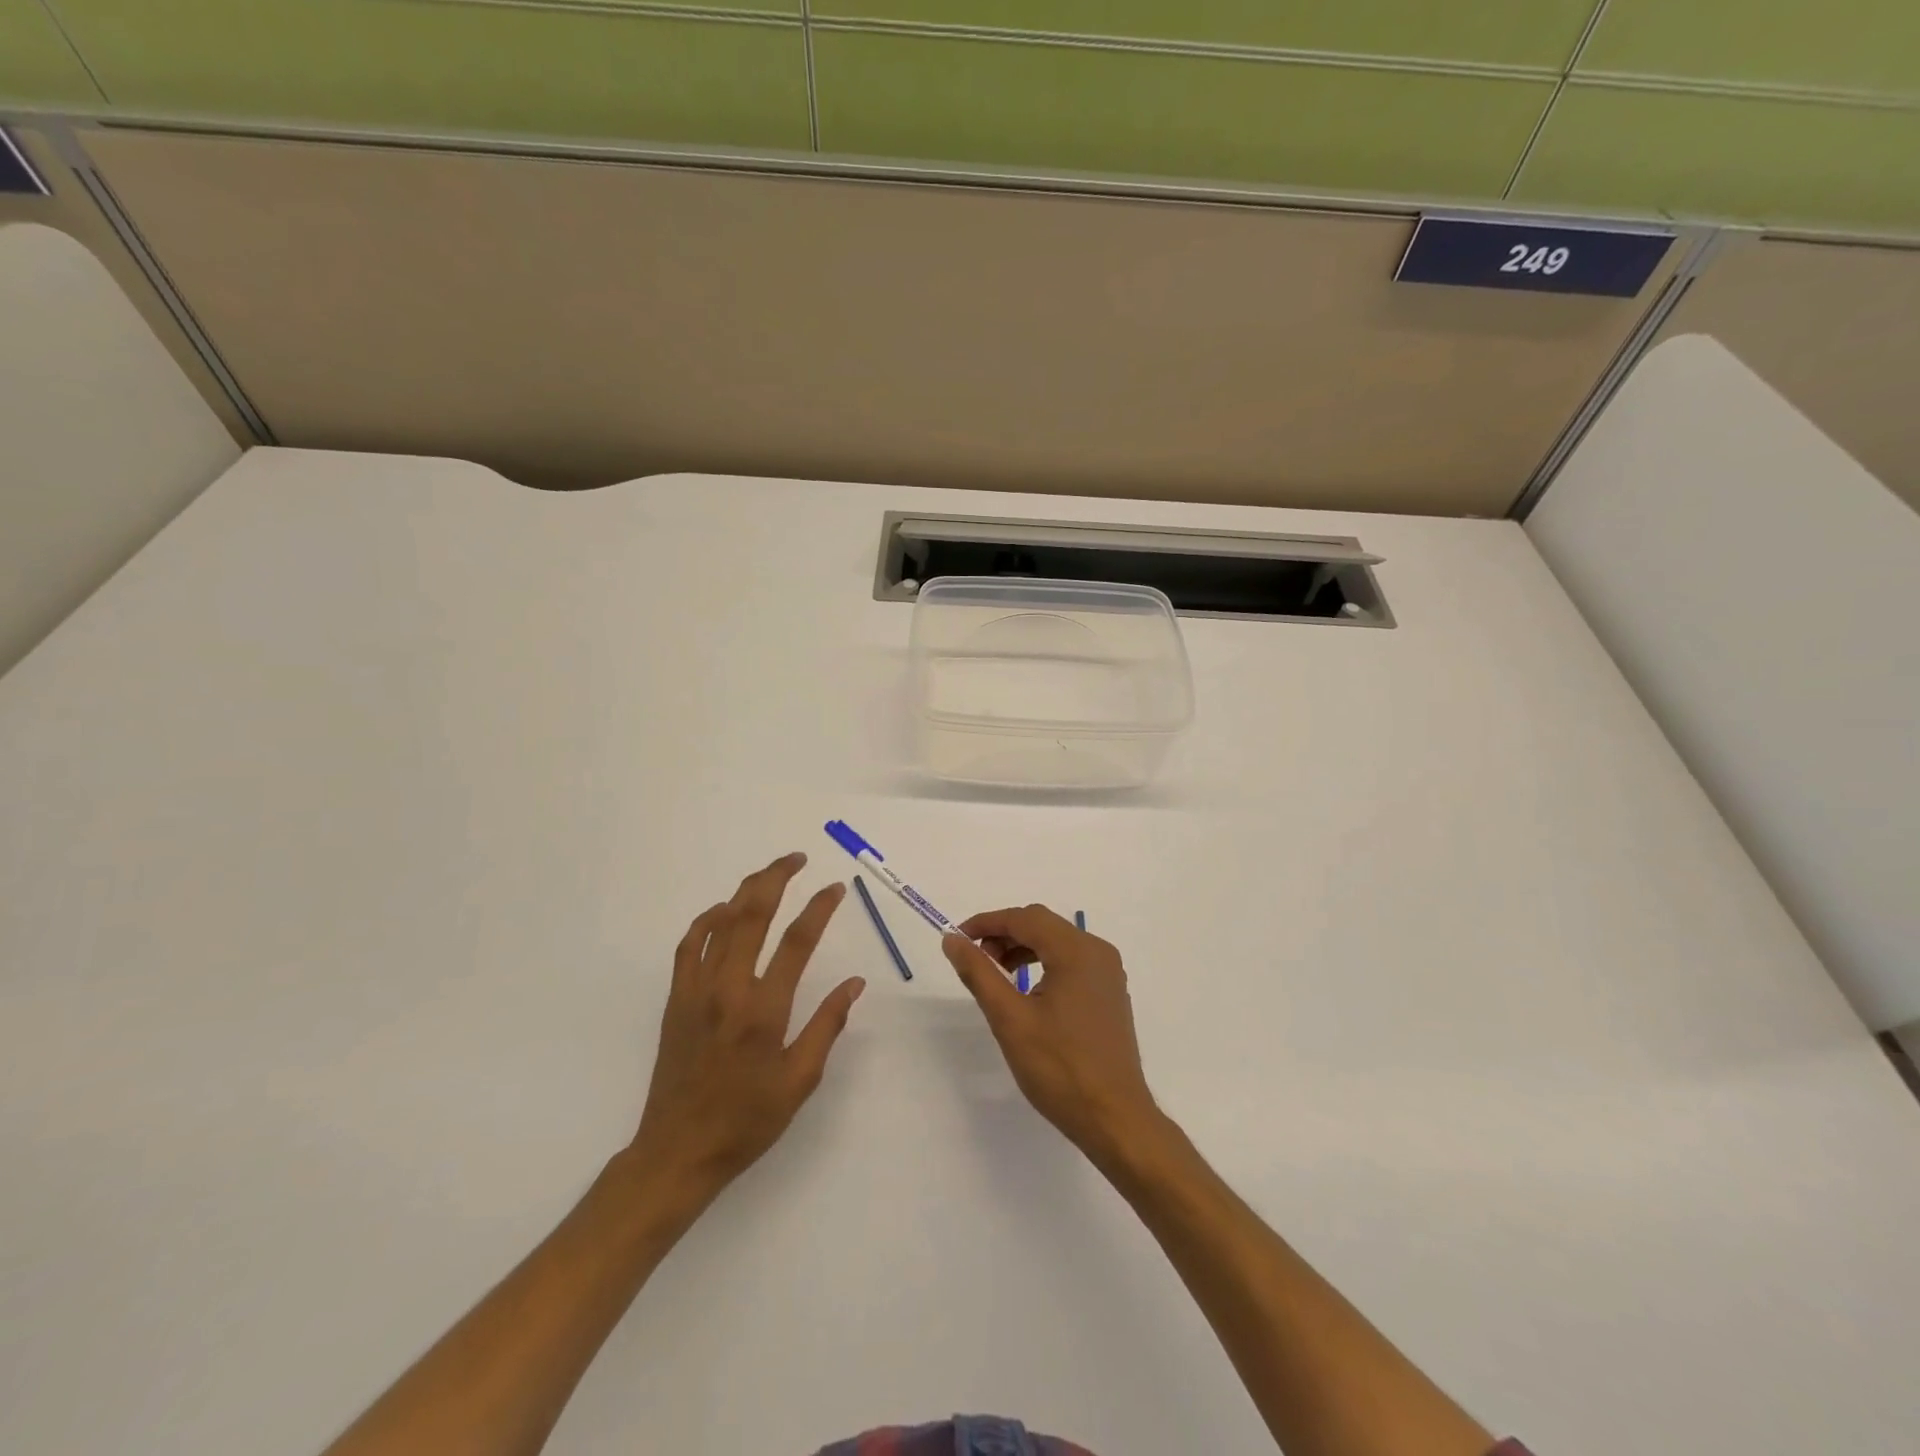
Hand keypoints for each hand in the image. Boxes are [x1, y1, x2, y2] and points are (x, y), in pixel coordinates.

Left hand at [628, 853, 863, 1215]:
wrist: (678, 1152)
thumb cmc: (747, 1121)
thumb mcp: (800, 1081)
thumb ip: (827, 1025)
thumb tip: (854, 983)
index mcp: (764, 1011)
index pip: (797, 942)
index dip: (819, 908)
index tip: (835, 888)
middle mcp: (728, 989)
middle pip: (752, 914)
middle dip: (776, 878)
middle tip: (797, 858)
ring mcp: (696, 991)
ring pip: (720, 922)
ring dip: (745, 890)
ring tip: (768, 874)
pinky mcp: (676, 999)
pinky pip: (690, 945)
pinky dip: (707, 919)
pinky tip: (723, 911)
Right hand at [943, 905, 1161, 1164]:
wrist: (1114, 1119)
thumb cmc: (1060, 1068)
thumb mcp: (1010, 1019)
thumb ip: (979, 973)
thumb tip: (952, 940)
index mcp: (1077, 951)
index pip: (1025, 918)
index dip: (987, 922)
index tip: (958, 938)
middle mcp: (1097, 952)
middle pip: (1043, 925)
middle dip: (1004, 934)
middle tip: (975, 958)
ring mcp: (1108, 973)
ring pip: (1057, 942)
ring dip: (1022, 947)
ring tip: (996, 973)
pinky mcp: (1109, 993)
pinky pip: (1071, 961)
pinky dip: (1043, 963)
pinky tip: (1026, 989)